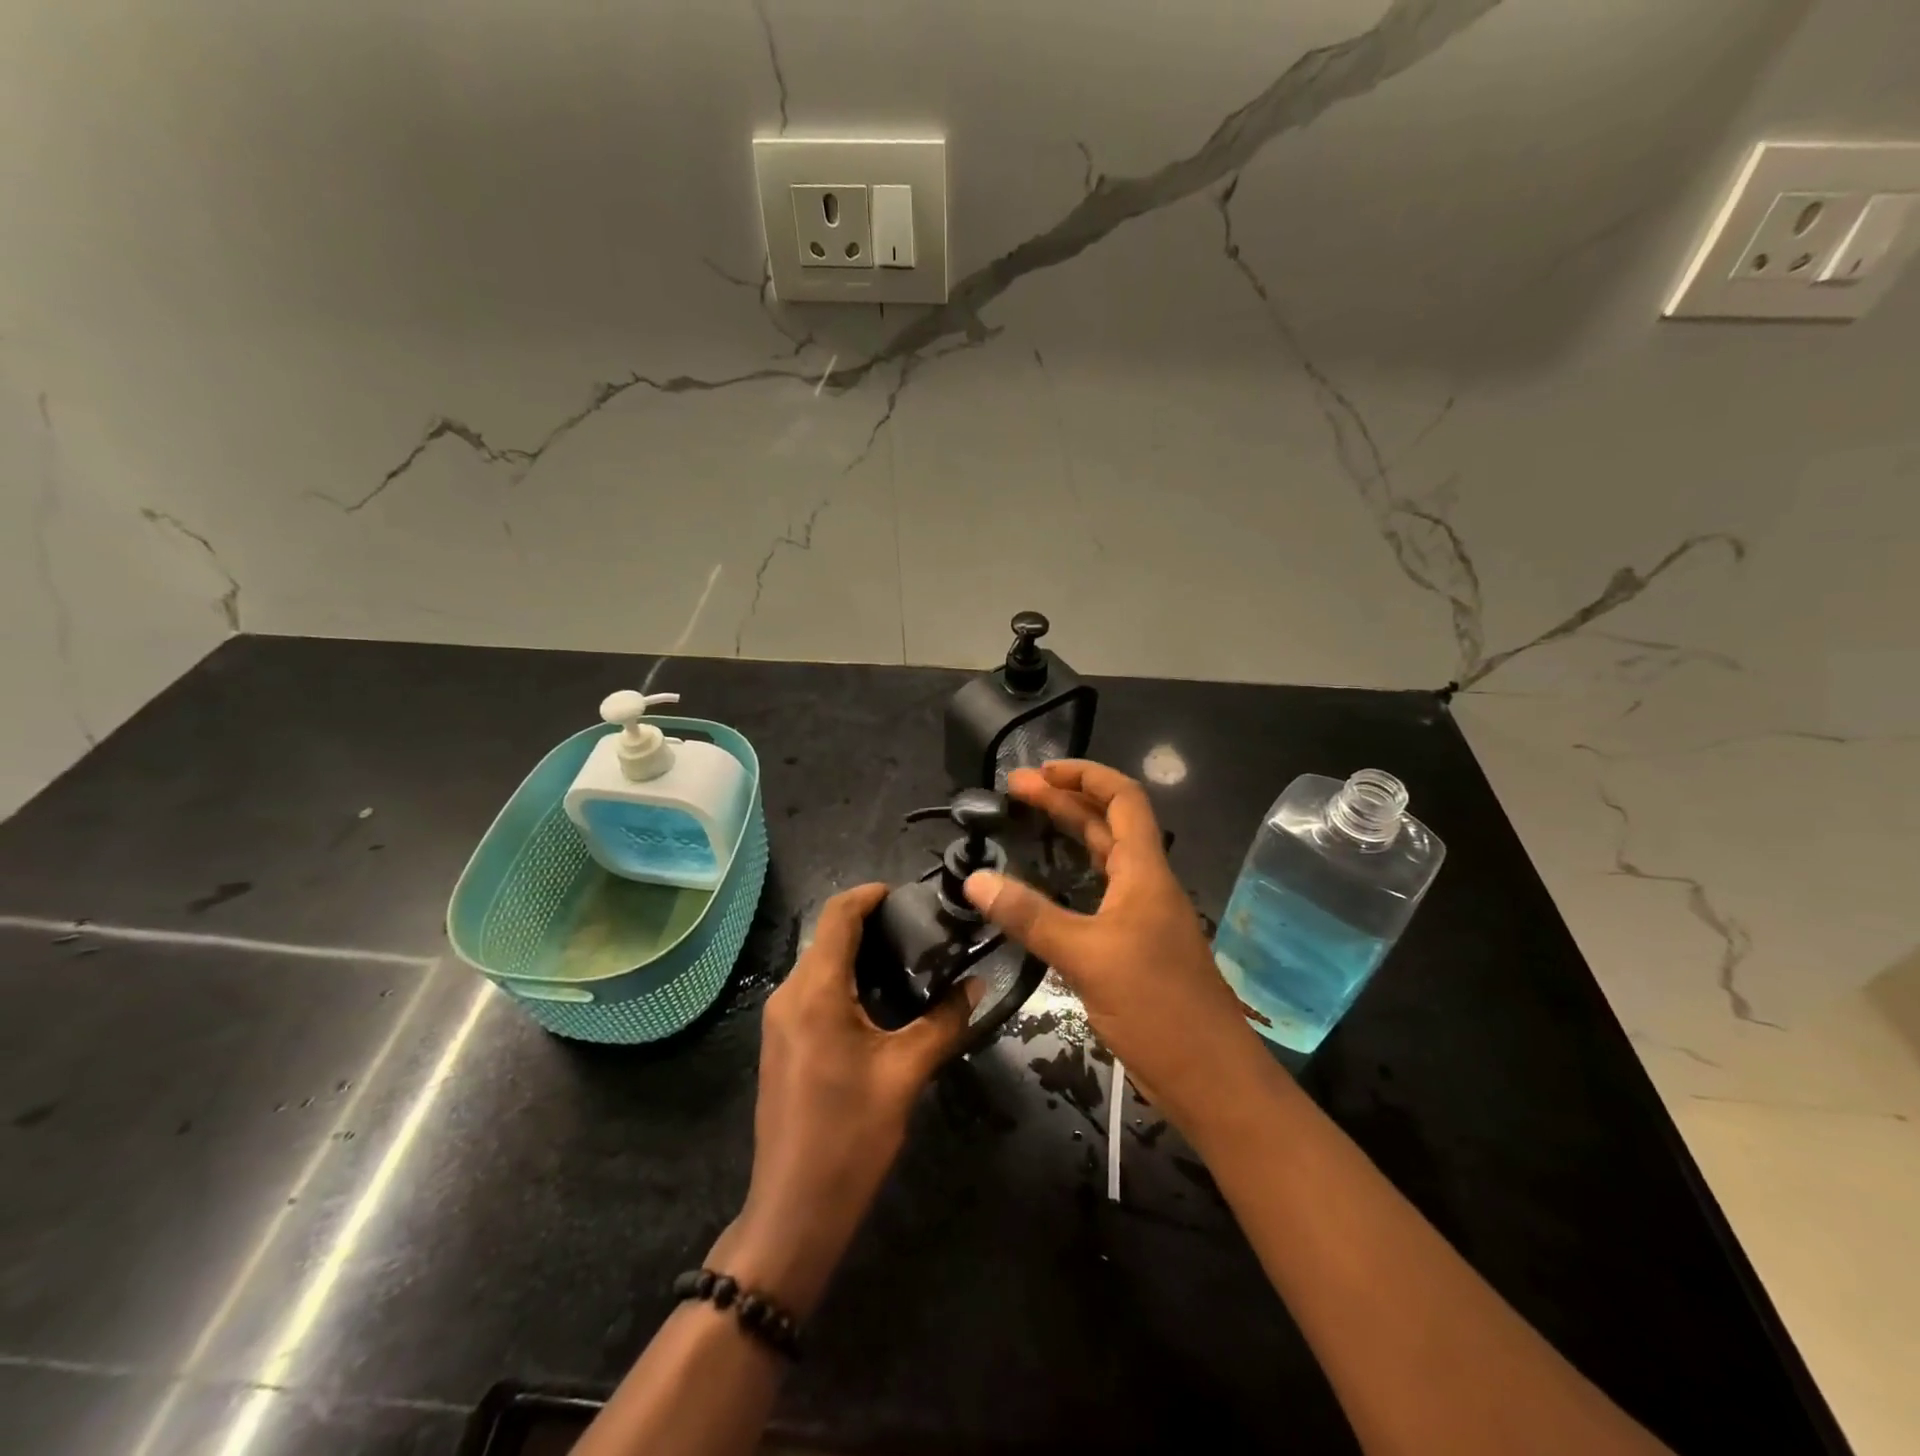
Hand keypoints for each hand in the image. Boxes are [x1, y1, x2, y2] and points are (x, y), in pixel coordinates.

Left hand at [712, 883, 974, 1317]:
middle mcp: (789, 994)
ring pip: (821, 964)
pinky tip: (882, 1001)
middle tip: (924, 931)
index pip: (839, 915)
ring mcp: (779, 1019)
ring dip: (860, 954)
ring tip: (912, 962)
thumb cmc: (851, 1137)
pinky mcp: (782, 1041)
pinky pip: (814, 991)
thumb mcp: (906, 1074)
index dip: (871, 894)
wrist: (794, 1210)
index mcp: (815, 991)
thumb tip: (976, 985)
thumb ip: (944, 1021)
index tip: (910, 895)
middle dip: (872, 925)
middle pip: (829, 936)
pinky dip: (846, 981)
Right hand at [962, 761, 1264, 1134]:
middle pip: (1106, 824)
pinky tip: (1044, 889)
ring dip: (1068, 835)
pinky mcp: (1134, 948)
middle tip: (1015, 791)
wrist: (1211, 1080)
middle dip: (1064, 801)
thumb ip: (1031, 916)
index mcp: (1144, 872)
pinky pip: (1099, 894)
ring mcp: (1142, 918)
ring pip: (1103, 859)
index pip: (1122, 799)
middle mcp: (1146, 885)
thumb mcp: (1087, 956)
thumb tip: (975, 879)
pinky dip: (1070, 878)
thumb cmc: (1157, 1007)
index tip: (1041, 771)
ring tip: (1026, 824)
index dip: (1085, 775)